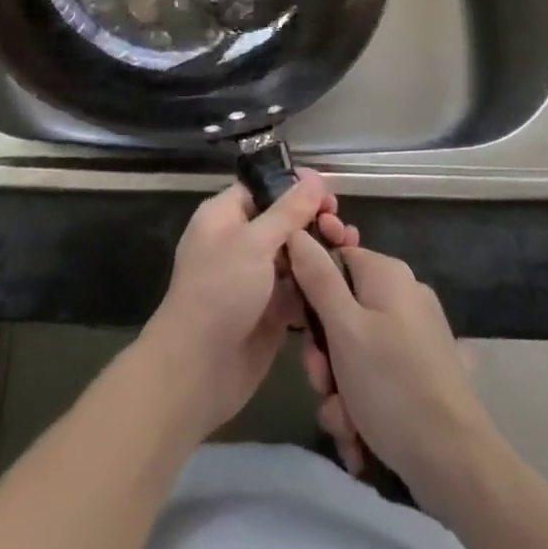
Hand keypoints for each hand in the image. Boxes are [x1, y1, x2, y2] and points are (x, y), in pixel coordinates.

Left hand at [140, 171, 358, 438]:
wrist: (198, 370)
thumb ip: (288, 211)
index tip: (328, 190)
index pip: (264, 189)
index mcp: (225, 216)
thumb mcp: (254, 243)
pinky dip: (317, 284)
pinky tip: (343, 280)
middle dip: (313, 220)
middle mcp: (240, 242)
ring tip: (349, 247)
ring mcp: (255, 279)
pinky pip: (298, 289)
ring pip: (294, 255)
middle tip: (341, 227)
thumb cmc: (220, 291)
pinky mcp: (270, 312)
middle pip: (283, 221)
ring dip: (320, 251)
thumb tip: (314, 178)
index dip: (295, 186)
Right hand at [287, 234, 492, 499]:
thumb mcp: (344, 329)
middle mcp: (402, 296)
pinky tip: (360, 437)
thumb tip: (297, 232)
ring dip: (339, 388)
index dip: (309, 289)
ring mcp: (414, 336)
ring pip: (355, 351)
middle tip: (323, 383)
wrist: (457, 464)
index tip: (297, 326)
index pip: (333, 259)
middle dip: (324, 354)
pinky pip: (376, 376)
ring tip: (344, 421)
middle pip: (342, 310)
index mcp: (387, 274)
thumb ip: (317, 278)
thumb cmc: (392, 385)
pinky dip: (362, 404)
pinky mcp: (420, 372)